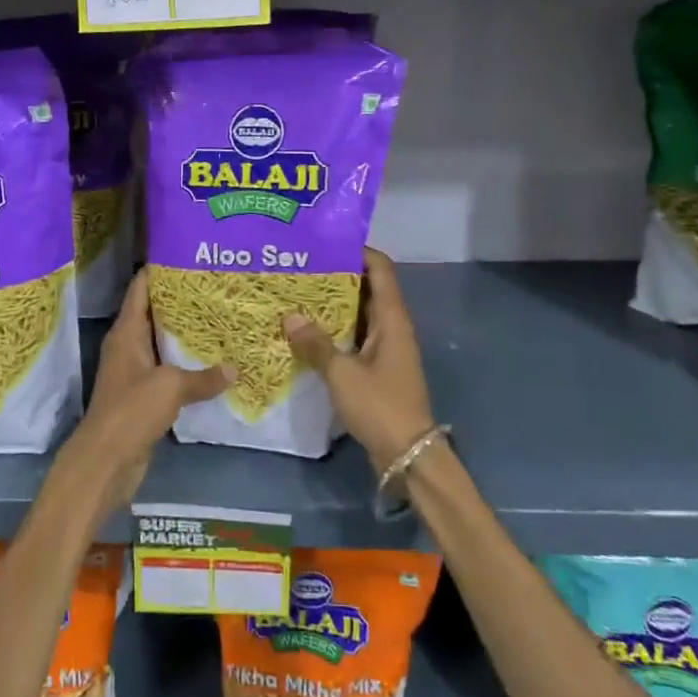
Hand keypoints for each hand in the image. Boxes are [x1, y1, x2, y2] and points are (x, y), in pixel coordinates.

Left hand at [61, 270, 231, 515]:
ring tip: (219, 317)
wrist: (105, 461)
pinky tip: (211, 361)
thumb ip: (203, 377)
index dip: (159, 269)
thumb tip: (234, 369)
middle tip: (214, 285)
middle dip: (180, 300)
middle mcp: (128, 346)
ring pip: (161, 342)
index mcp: (126, 332)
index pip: (140, 288)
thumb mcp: (171, 387)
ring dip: (184, 333)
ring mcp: (134, 371)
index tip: (186, 255)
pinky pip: (167, 370)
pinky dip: (185, 364)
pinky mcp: (142, 395)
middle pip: (153, 313)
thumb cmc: (131, 410)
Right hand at [284, 247, 435, 475]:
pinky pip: (355, 336)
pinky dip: (335, 329)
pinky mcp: (378, 366)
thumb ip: (315, 344)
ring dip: (333, 304)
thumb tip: (289, 316)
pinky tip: (307, 332)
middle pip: (367, 287)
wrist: (408, 453)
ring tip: (297, 294)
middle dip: (337, 275)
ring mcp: (386, 347)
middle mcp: (392, 325)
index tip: (325, 243)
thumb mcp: (342, 374)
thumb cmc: (380, 406)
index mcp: (391, 318)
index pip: (380, 268)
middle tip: (300, 267)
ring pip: (359, 313)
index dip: (357, 250)